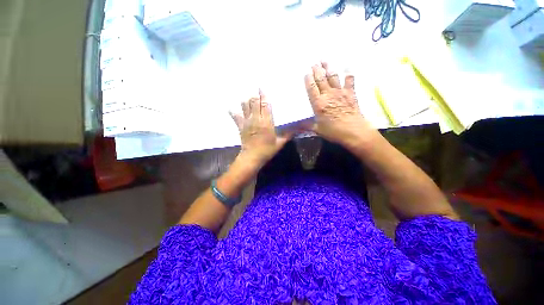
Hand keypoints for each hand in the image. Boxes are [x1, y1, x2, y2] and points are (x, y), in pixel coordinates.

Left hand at [230, 90, 292, 169]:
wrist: (252, 157)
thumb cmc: (267, 150)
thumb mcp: (280, 143)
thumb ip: (288, 134)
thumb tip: (298, 128)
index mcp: (266, 122)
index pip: (265, 104)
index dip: (263, 95)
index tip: (262, 87)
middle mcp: (256, 119)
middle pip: (254, 102)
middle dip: (255, 94)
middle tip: (256, 89)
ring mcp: (246, 122)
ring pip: (245, 105)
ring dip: (247, 100)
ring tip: (249, 96)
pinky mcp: (240, 126)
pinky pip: (235, 116)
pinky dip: (233, 110)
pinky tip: (232, 107)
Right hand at [304, 62, 374, 148]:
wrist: (353, 131)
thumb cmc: (333, 131)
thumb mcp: (317, 129)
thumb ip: (307, 125)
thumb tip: (296, 126)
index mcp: (318, 104)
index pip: (311, 88)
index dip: (308, 79)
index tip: (306, 72)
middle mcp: (328, 95)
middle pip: (321, 79)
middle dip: (317, 70)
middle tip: (314, 62)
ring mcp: (340, 92)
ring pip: (333, 77)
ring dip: (328, 68)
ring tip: (325, 61)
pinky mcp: (350, 93)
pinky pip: (349, 80)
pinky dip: (348, 73)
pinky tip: (347, 67)